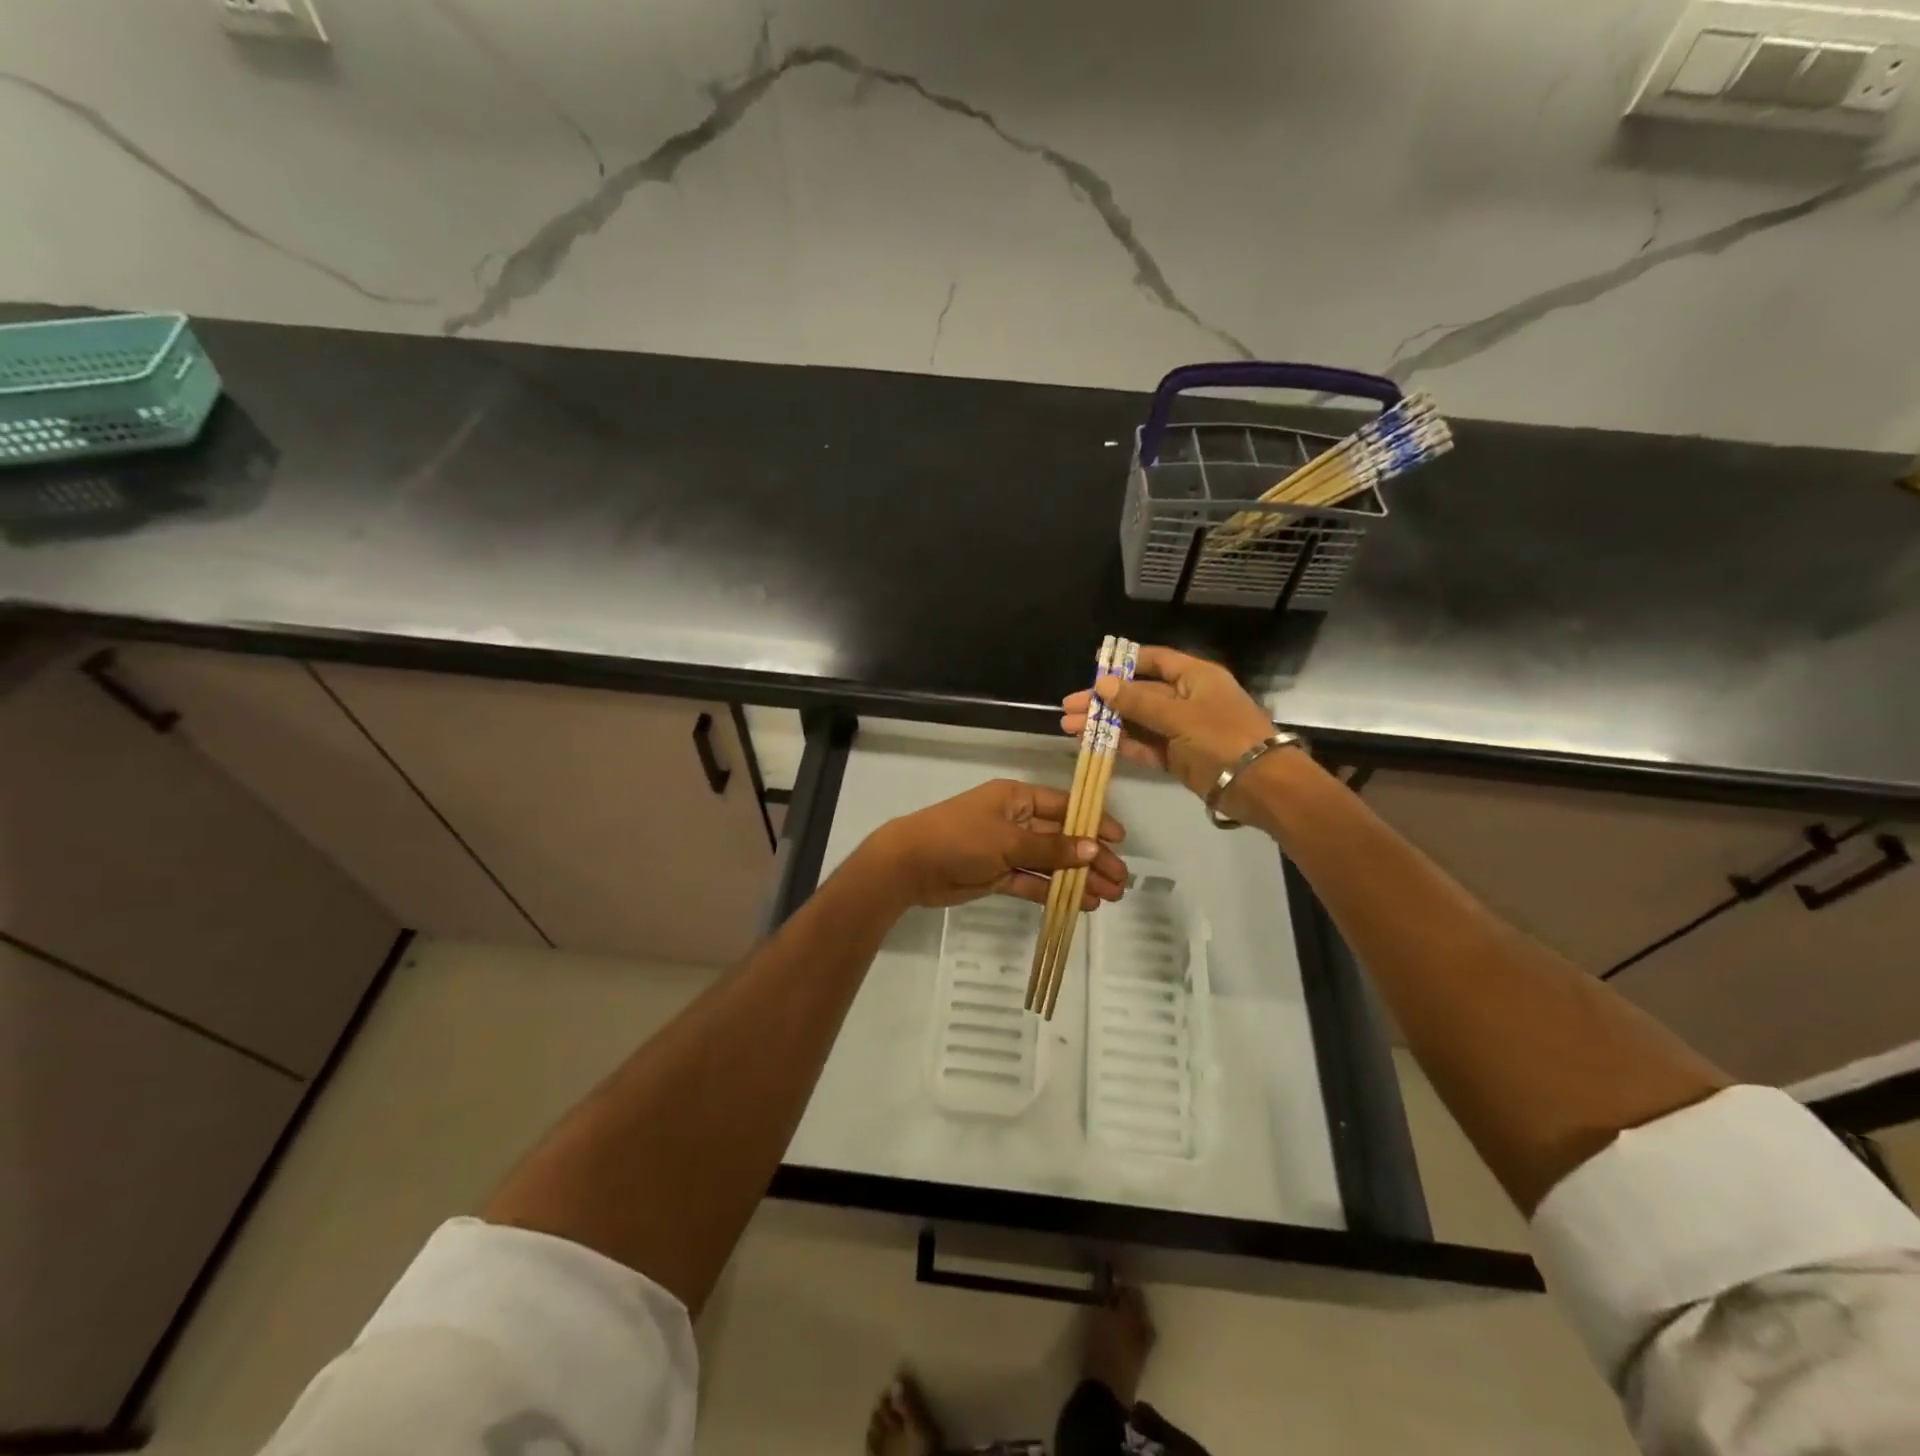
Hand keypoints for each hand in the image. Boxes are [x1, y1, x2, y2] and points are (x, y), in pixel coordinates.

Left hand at [859, 779, 1127, 911]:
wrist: (910, 865)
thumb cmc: (960, 838)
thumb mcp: (1008, 840)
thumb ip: (1051, 848)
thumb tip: (1093, 848)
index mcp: (1017, 798)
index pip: (1063, 806)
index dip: (1092, 821)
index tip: (1119, 840)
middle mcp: (1015, 820)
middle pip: (1061, 837)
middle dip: (1090, 857)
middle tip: (1121, 879)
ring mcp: (1006, 849)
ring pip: (1050, 863)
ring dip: (1077, 878)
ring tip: (1109, 897)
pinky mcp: (998, 875)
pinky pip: (1032, 882)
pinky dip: (1054, 892)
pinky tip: (1080, 904)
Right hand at [1061, 646, 1279, 799]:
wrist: (1260, 786)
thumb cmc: (1222, 738)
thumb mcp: (1178, 715)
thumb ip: (1137, 701)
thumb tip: (1102, 684)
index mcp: (1194, 677)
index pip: (1154, 660)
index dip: (1123, 663)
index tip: (1092, 669)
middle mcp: (1186, 699)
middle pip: (1138, 693)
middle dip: (1103, 700)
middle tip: (1068, 708)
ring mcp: (1181, 729)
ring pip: (1136, 722)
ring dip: (1105, 724)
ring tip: (1069, 727)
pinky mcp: (1177, 757)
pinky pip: (1144, 746)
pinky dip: (1120, 744)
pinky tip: (1092, 743)